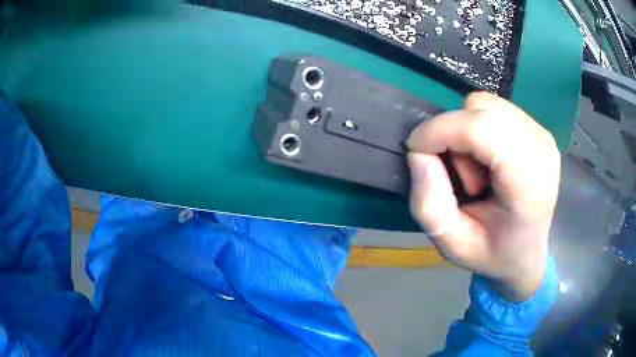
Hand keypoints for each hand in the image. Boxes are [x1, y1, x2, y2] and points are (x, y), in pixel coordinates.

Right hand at [407, 92, 560, 300]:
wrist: (527, 251)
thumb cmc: (493, 253)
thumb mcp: (452, 245)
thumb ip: (428, 205)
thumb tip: (418, 154)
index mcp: (529, 185)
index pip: (483, 130)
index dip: (441, 131)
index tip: (417, 151)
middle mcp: (541, 149)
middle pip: (481, 110)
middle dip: (452, 134)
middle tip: (456, 174)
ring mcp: (541, 134)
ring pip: (484, 104)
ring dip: (466, 132)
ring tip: (477, 170)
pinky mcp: (536, 127)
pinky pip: (493, 108)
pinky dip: (478, 126)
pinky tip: (488, 158)